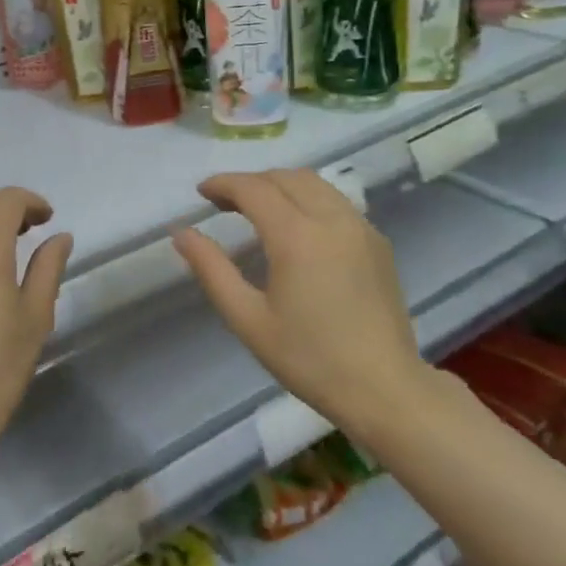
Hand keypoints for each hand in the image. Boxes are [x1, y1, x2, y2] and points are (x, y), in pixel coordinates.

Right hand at [173, 170, 418, 436]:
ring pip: (315, 184)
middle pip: (285, 177)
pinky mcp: (377, 242)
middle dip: (251, 182)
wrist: (384, 388)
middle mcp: (332, 219)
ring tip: (258, 209)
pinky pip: (337, 202)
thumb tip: (181, 233)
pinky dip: (309, 199)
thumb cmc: (308, 358)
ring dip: (281, 185)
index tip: (202, 192)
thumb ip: (212, 269)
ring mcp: (360, 227)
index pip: (254, 189)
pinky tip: (298, 228)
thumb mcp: (248, 319)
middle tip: (224, 203)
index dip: (224, 184)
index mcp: (297, 236)